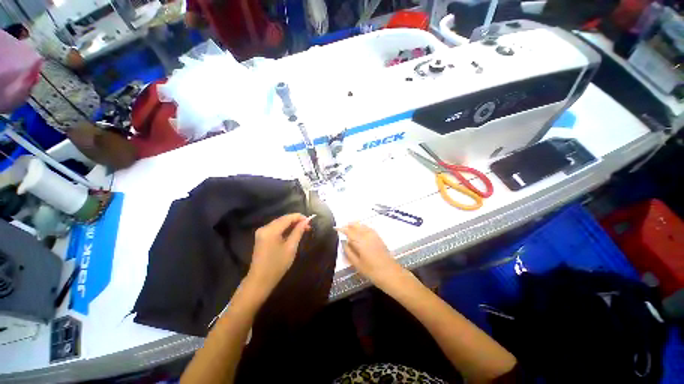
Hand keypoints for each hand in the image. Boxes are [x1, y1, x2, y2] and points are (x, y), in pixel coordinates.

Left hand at [247, 214, 312, 294]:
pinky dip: (285, 229)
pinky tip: (293, 232)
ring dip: (291, 224)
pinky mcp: (262, 237)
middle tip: (308, 226)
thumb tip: (306, 220)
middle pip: (283, 219)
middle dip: (296, 221)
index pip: (287, 218)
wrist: (260, 281)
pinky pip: (275, 228)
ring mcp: (262, 232)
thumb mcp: (291, 247)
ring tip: (303, 229)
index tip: (310, 220)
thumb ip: (298, 231)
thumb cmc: (277, 265)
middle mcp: (264, 228)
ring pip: (279, 223)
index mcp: (271, 230)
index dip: (300, 217)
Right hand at [338, 223, 405, 288]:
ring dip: (356, 225)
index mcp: (360, 242)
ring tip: (350, 225)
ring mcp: (374, 236)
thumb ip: (349, 252)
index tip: (335, 228)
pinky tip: (362, 229)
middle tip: (342, 226)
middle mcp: (367, 236)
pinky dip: (363, 226)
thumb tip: (344, 243)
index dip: (342, 229)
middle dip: (349, 225)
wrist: (390, 273)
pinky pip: (369, 228)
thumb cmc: (371, 270)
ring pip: (363, 226)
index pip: (349, 232)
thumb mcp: (357, 263)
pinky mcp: (379, 238)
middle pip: (356, 226)